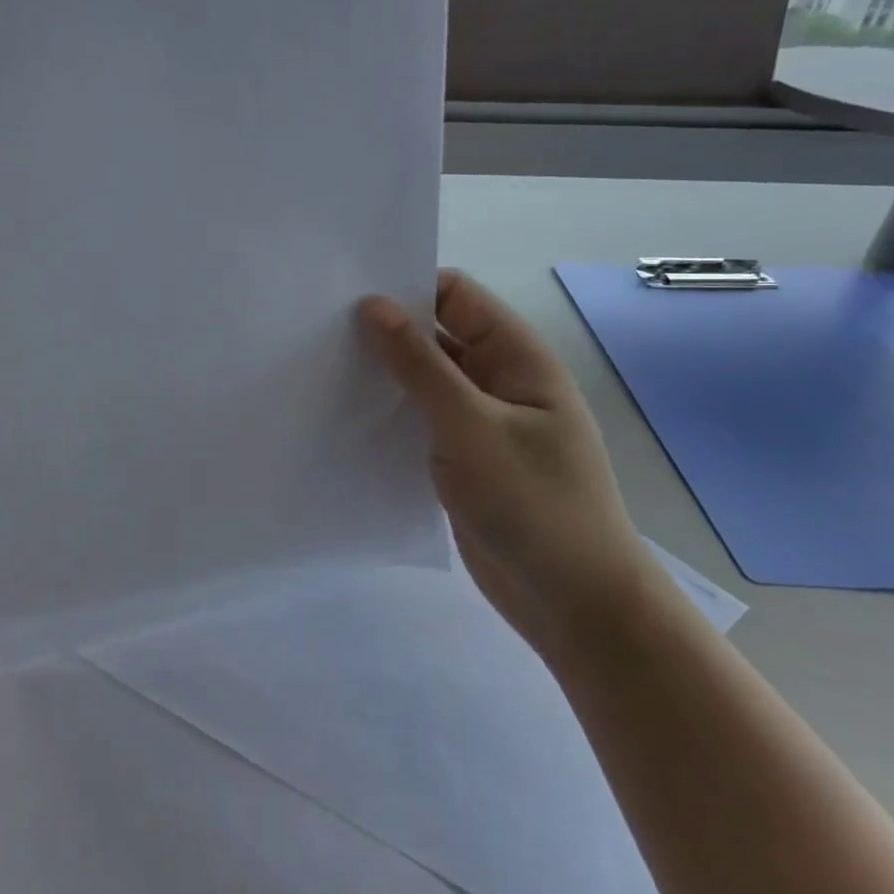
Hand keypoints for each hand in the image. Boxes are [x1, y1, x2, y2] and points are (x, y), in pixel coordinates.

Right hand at [360, 271, 659, 651]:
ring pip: (424, 379)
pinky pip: (421, 419)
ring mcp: (480, 421)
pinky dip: (390, 412)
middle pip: (436, 334)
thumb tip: (373, 305)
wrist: (573, 604)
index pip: (456, 296)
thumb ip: (420, 364)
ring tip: (322, 368)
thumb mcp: (471, 426)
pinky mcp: (461, 457)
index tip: (348, 297)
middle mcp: (498, 380)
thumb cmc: (533, 504)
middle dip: (386, 330)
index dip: (408, 289)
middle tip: (320, 331)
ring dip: (384, 373)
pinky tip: (347, 415)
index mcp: (516, 357)